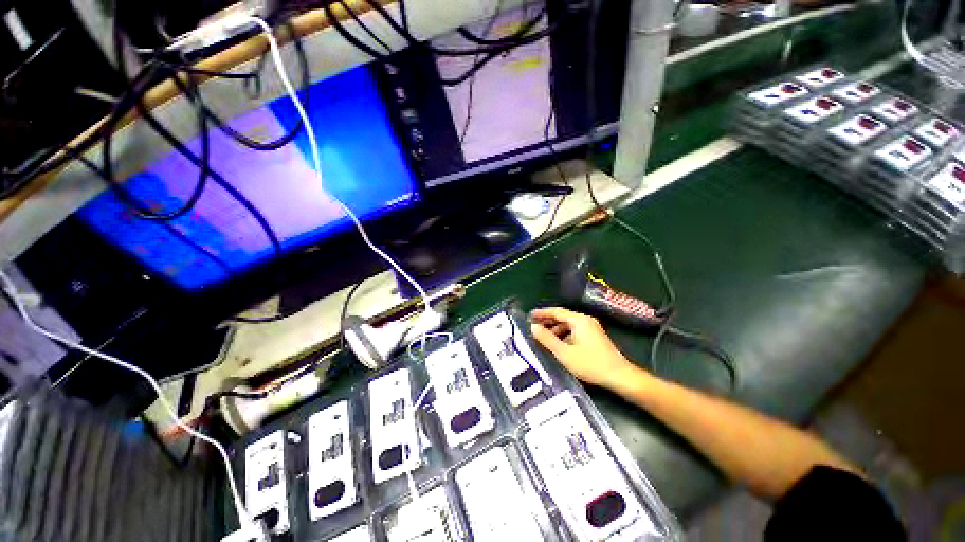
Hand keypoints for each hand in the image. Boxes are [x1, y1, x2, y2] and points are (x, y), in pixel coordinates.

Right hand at [529, 307, 640, 389]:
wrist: (620, 376)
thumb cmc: (590, 364)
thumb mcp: (564, 353)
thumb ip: (547, 339)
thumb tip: (533, 327)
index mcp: (579, 320)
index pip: (556, 311)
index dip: (542, 313)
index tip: (529, 316)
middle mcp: (585, 320)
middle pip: (562, 317)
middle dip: (547, 321)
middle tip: (533, 326)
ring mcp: (591, 328)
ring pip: (568, 324)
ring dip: (555, 329)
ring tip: (542, 336)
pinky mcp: (594, 337)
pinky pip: (574, 331)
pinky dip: (563, 334)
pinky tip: (557, 344)